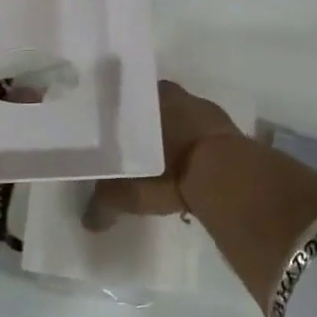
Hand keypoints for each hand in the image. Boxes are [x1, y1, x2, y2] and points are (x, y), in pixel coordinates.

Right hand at [84, 79, 243, 225]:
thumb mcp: (130, 191)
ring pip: (182, 119)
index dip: (122, 115)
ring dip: (176, 136)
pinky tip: (190, 169)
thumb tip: (88, 221)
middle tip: (138, 148)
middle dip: (149, 124)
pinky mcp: (228, 131)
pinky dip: (198, 149)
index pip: (129, 97)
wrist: (225, 176)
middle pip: (157, 106)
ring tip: (164, 162)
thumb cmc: (169, 170)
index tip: (116, 132)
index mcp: (150, 96)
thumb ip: (106, 201)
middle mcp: (177, 95)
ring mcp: (206, 111)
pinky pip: (205, 136)